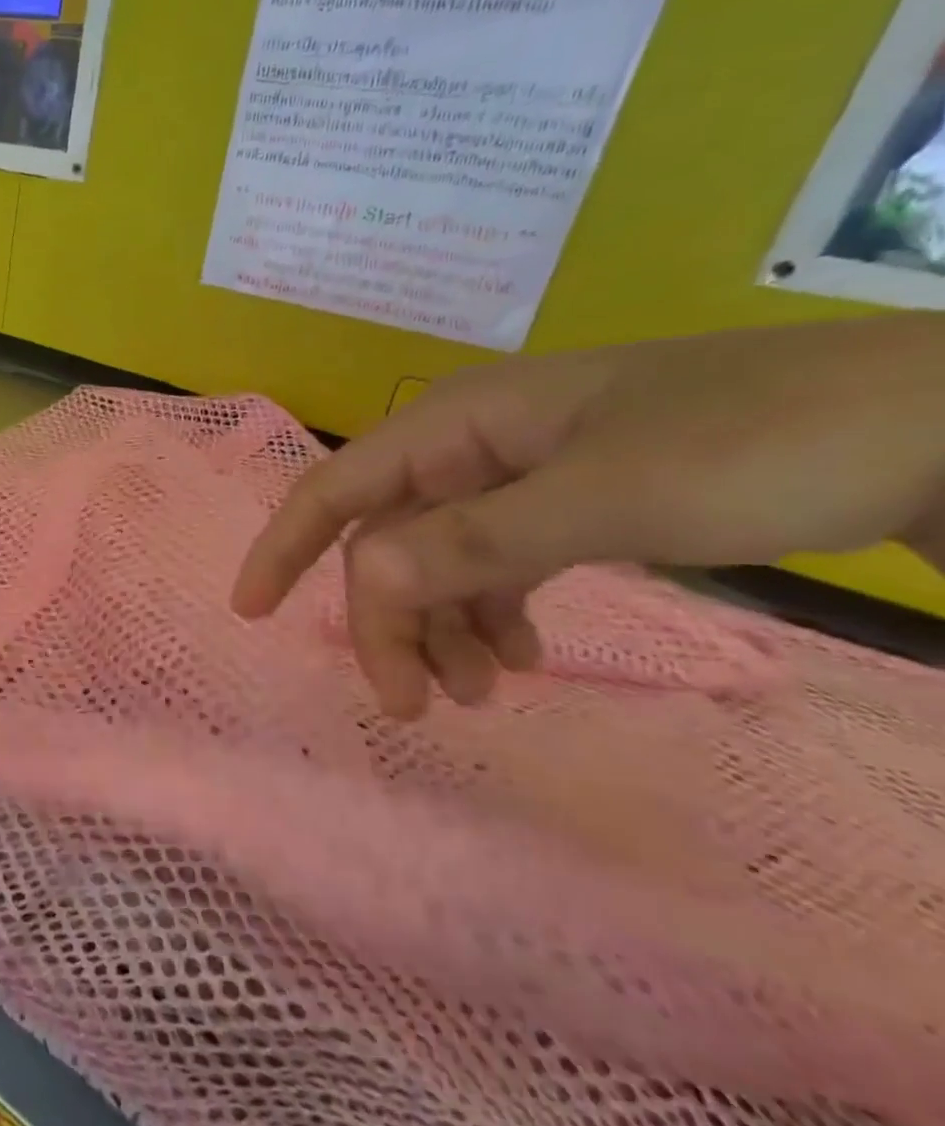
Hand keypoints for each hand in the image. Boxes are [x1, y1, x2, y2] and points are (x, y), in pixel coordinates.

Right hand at [232, 314, 944, 718]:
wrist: (938, 423)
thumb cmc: (756, 444)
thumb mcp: (603, 497)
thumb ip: (469, 542)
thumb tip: (360, 586)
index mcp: (457, 421)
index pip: (337, 486)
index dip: (284, 547)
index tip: (251, 614)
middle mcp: (472, 444)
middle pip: (389, 537)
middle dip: (388, 618)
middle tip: (413, 704)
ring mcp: (520, 474)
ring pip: (439, 560)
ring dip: (441, 628)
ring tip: (480, 695)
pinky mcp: (568, 502)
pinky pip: (495, 565)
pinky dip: (492, 615)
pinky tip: (521, 655)